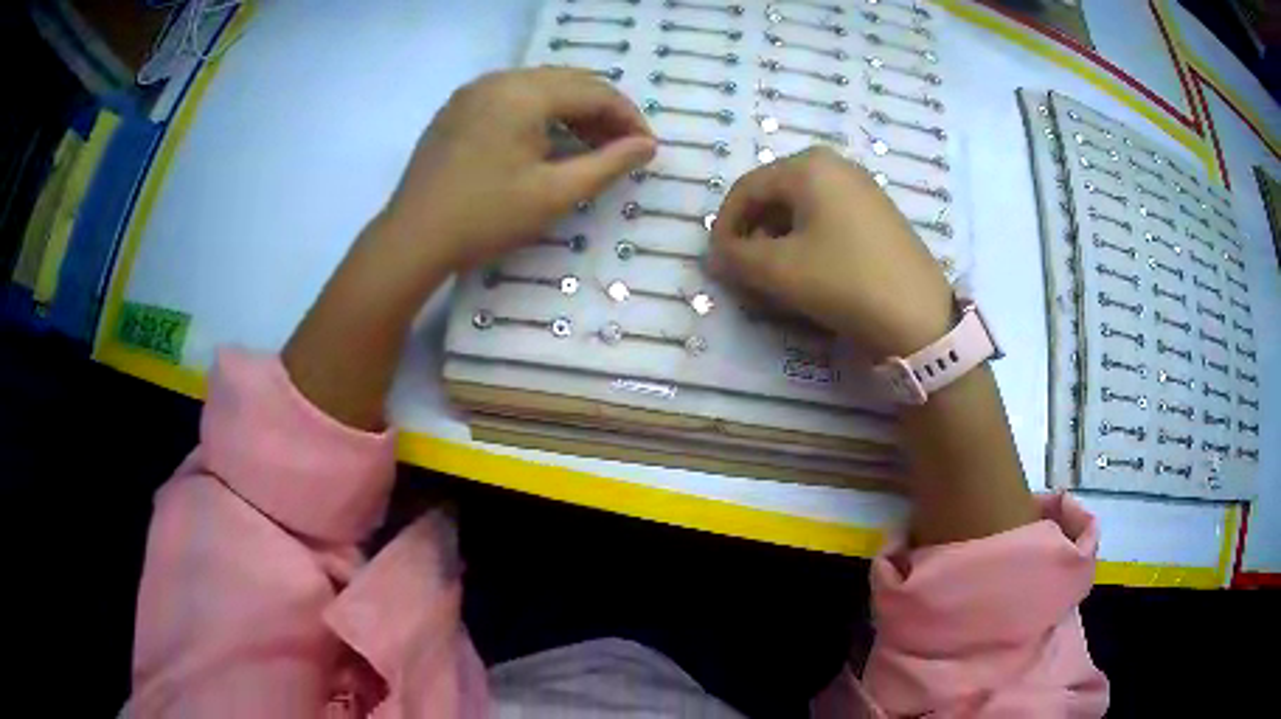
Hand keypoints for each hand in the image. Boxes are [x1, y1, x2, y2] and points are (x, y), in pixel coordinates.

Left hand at [380, 67, 655, 273]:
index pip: (594, 92)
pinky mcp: (458, 108)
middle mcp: (500, 79)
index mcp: (525, 93)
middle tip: (621, 148)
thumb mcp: (555, 195)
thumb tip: (647, 146)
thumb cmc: (485, 218)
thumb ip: (608, 164)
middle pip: (568, 82)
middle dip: (602, 112)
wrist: (412, 238)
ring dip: (572, 111)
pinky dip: (539, 113)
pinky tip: (546, 142)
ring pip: (540, 87)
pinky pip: (512, 97)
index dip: (627, 118)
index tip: (646, 148)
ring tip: (590, 146)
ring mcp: (474, 91)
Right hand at [710, 148, 953, 358]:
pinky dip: (808, 244)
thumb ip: (735, 257)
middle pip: (775, 196)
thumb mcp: (779, 270)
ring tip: (776, 280)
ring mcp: (862, 188)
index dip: (725, 225)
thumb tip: (716, 254)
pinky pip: (828, 220)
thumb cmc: (844, 281)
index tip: (717, 262)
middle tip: (747, 274)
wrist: (919, 316)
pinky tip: (811, 274)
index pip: (747, 188)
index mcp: (808, 166)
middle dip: (754, 235)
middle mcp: (836, 165)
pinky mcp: (878, 214)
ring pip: (801, 210)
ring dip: (779, 243)